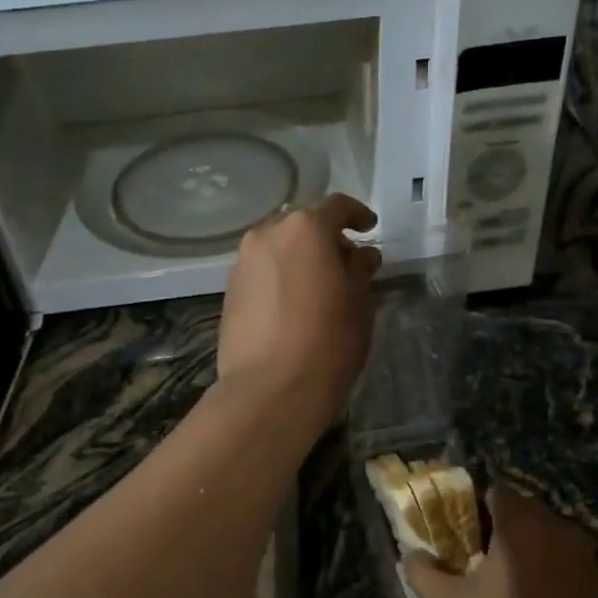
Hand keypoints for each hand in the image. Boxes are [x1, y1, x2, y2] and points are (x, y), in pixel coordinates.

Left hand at [217, 193, 381, 434]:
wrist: (270, 390)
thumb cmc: (328, 342)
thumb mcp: (359, 303)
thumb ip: (359, 270)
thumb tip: (359, 256)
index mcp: (305, 229)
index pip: (336, 207)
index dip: (357, 215)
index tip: (369, 228)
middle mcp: (267, 235)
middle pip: (301, 225)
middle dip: (324, 238)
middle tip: (345, 263)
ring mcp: (242, 263)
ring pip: (277, 248)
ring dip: (298, 258)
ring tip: (318, 286)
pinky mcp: (228, 292)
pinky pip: (261, 271)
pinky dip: (279, 277)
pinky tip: (292, 304)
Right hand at [404, 487, 597, 597]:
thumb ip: (423, 573)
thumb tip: (409, 555)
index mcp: (518, 525)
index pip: (499, 493)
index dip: (482, 509)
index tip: (472, 534)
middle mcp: (559, 528)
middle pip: (532, 512)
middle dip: (514, 529)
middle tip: (494, 561)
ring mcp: (593, 556)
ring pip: (564, 537)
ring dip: (548, 549)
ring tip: (531, 582)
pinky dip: (585, 574)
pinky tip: (574, 594)